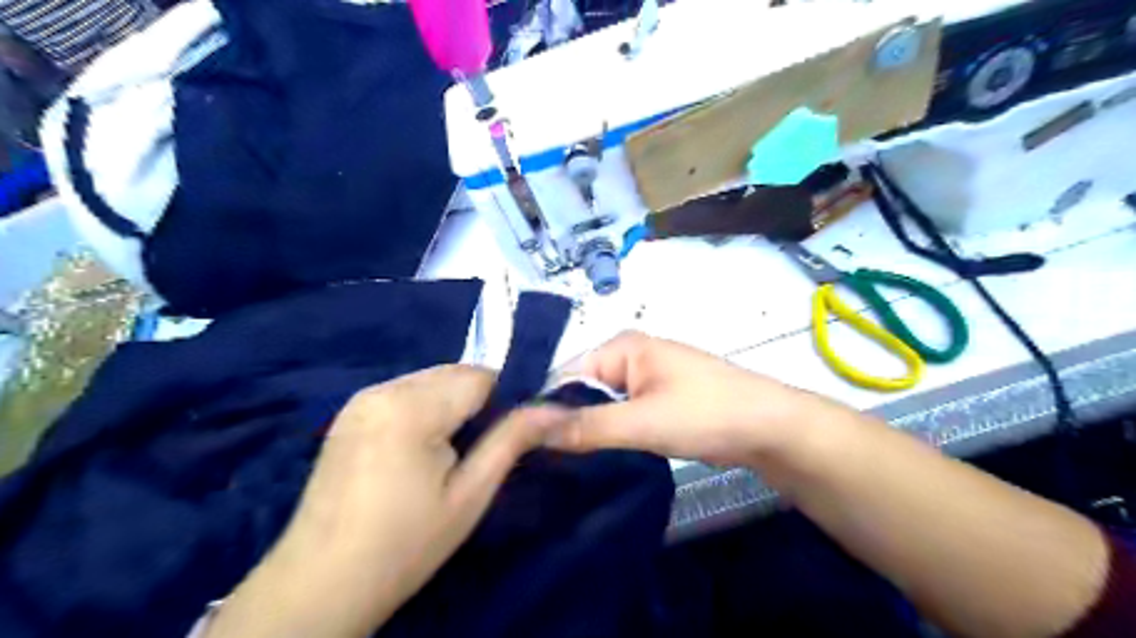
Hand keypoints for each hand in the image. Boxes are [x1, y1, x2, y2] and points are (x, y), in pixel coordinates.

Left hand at [206, 364, 556, 636]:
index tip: (504, 437)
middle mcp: (384, 388)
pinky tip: (417, 452)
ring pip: (432, 380)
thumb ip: (513, 440)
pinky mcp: (350, 412)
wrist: (319, 585)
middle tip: (475, 453)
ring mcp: (361, 398)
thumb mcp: (470, 494)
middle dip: (476, 402)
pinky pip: (406, 392)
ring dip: (451, 405)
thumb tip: (558, 410)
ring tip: (446, 455)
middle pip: (455, 373)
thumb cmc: (405, 545)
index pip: (482, 375)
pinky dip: (425, 410)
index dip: (503, 401)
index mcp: (412, 406)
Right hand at [541, 331, 842, 464]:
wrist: (770, 429)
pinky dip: (606, 436)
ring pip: (599, 407)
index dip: (543, 409)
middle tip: (535, 465)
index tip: (520, 448)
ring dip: (584, 433)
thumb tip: (528, 428)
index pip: (564, 375)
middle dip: (562, 423)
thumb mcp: (642, 421)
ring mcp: (643, 381)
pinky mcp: (655, 403)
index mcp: (621, 347)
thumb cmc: (706, 413)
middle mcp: (628, 358)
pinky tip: (588, 462)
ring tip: (554, 468)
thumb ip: (586, 425)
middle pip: (580, 391)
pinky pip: (619, 418)